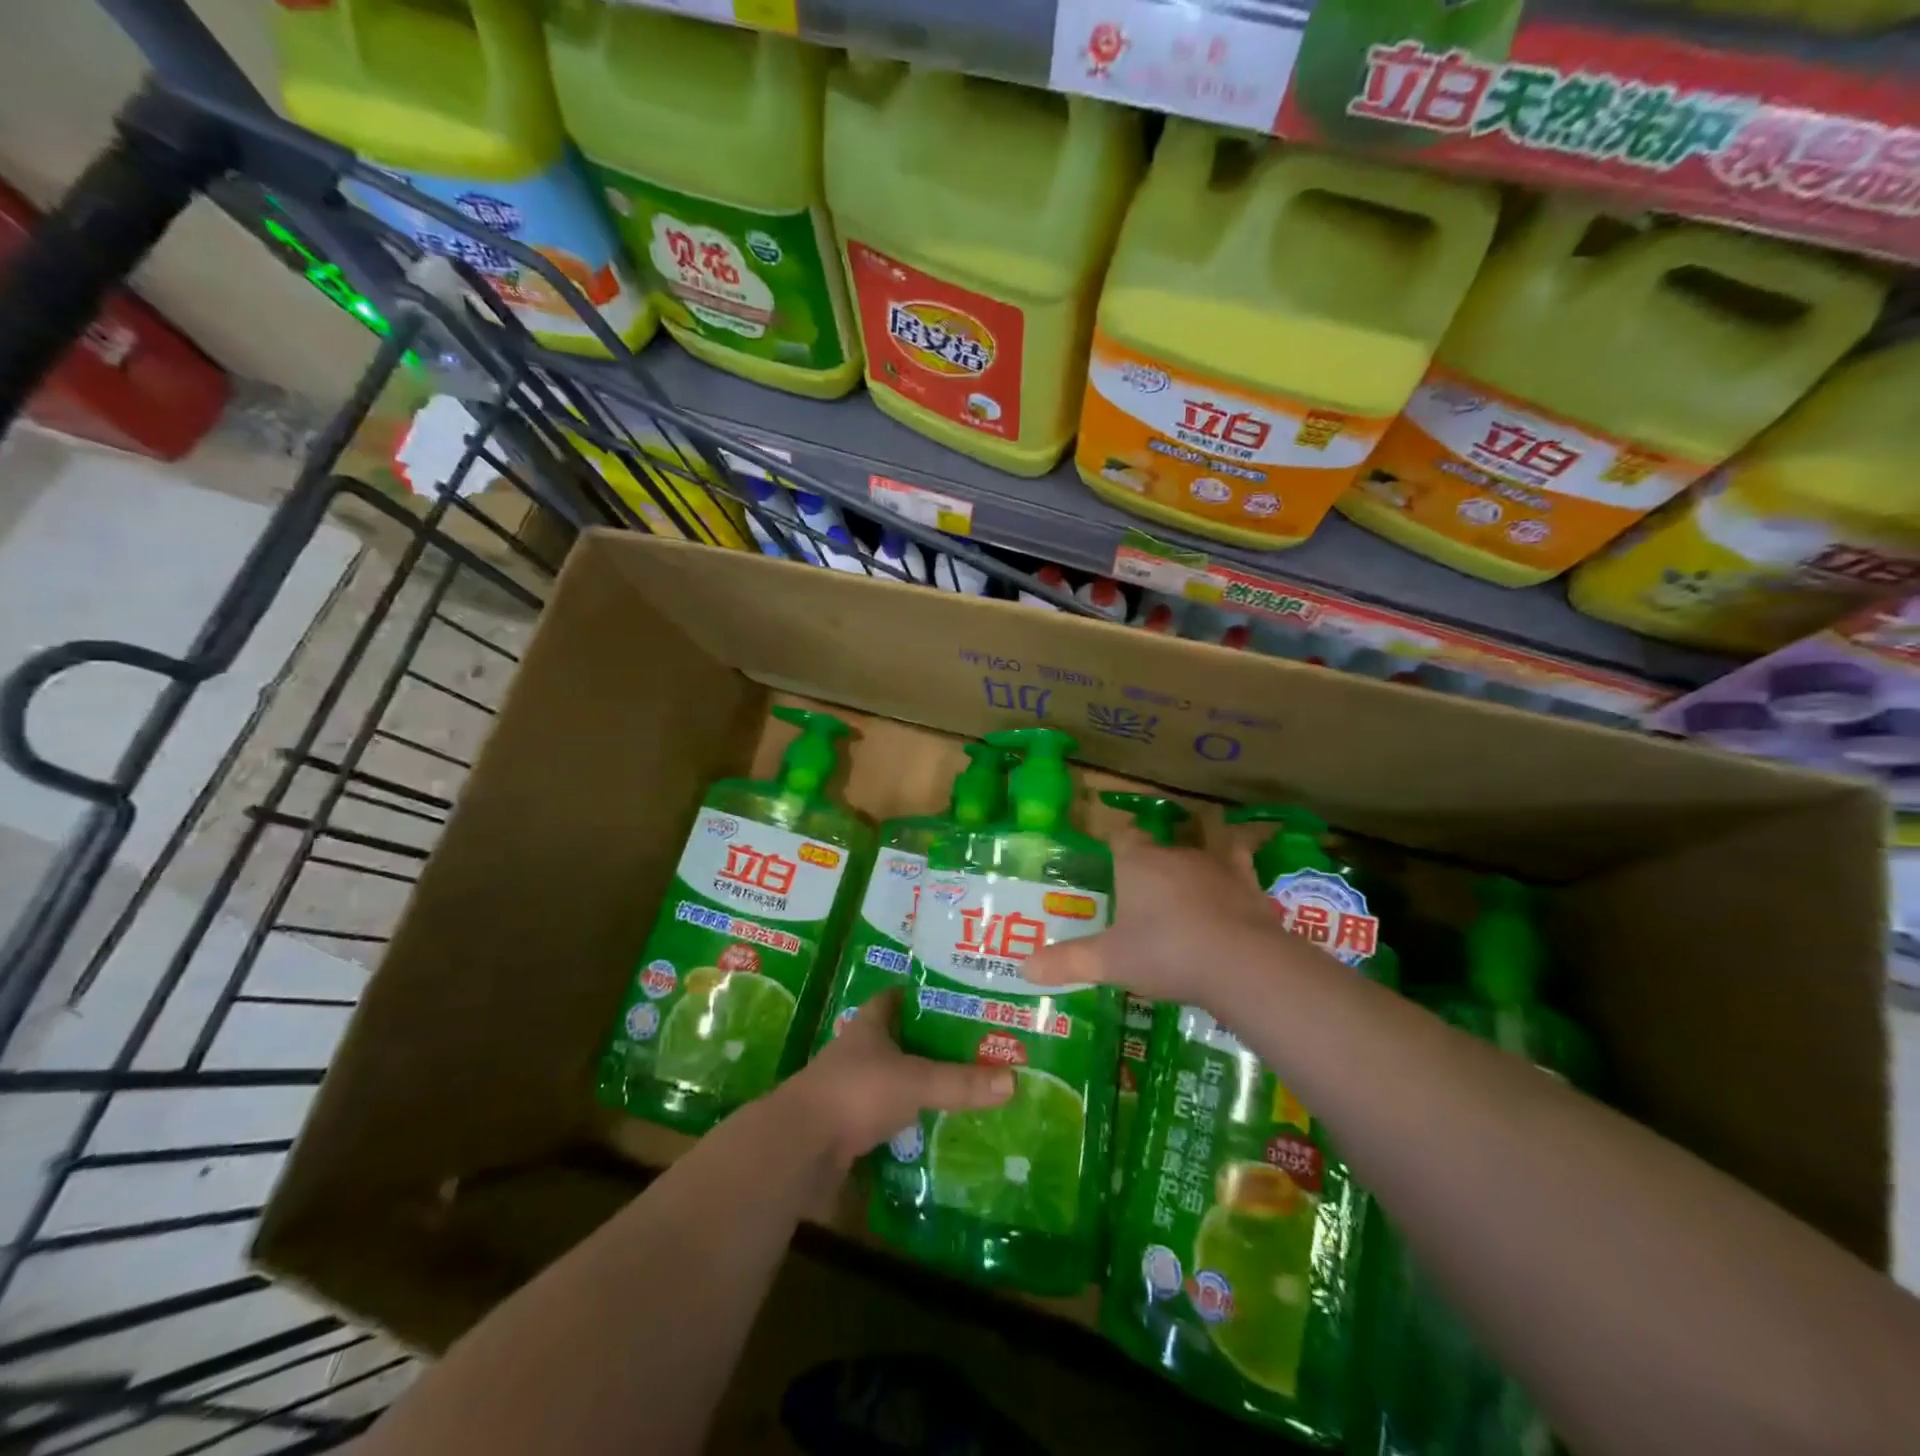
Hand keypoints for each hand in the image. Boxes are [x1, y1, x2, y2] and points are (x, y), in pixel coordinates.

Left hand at [783, 989, 1012, 1168]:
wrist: (800, 1147)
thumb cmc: (856, 1092)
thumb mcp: (915, 1082)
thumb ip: (960, 1082)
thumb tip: (1013, 1080)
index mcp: (869, 1027)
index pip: (894, 997)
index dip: (919, 993)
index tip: (953, 995)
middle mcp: (857, 1053)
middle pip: (897, 1041)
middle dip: (928, 1044)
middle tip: (972, 1046)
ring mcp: (849, 1091)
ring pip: (891, 1081)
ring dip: (918, 1086)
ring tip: (962, 1089)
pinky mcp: (846, 1128)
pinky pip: (885, 1121)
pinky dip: (907, 1125)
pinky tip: (935, 1133)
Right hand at [1021, 827, 1291, 1007]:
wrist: (1241, 963)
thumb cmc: (1166, 953)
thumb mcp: (1110, 963)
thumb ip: (1067, 962)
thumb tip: (1024, 968)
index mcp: (1138, 863)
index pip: (1121, 836)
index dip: (1114, 844)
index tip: (1109, 859)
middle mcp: (1174, 854)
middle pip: (1156, 850)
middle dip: (1147, 867)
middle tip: (1137, 898)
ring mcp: (1215, 866)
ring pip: (1194, 856)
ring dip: (1186, 872)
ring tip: (1180, 900)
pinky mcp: (1247, 884)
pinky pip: (1238, 865)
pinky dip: (1233, 870)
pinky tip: (1235, 879)